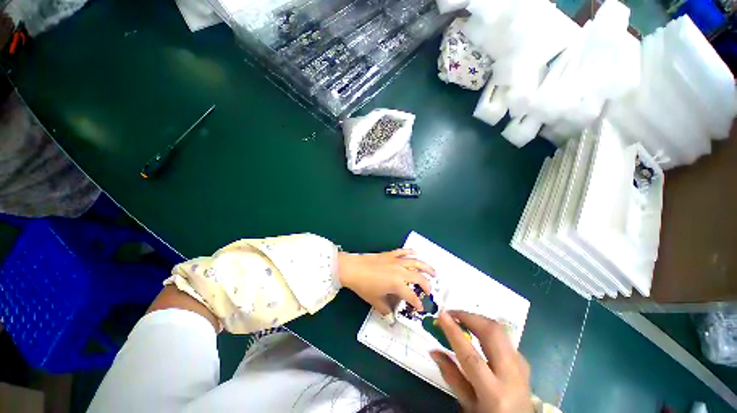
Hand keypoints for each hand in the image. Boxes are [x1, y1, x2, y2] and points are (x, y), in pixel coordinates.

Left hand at [337, 249, 434, 315]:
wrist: (353, 268)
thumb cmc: (363, 286)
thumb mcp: (374, 300)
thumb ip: (385, 309)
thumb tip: (391, 314)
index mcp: (397, 285)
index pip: (412, 296)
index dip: (418, 304)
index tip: (420, 308)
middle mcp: (400, 272)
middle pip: (419, 278)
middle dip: (427, 286)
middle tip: (430, 291)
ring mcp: (396, 261)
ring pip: (416, 262)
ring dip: (426, 267)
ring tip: (434, 272)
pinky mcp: (390, 254)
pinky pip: (403, 251)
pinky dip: (411, 251)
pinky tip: (416, 252)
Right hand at [430, 311, 533, 412]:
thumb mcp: (468, 404)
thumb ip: (451, 376)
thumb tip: (433, 350)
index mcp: (494, 393)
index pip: (471, 357)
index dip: (454, 333)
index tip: (441, 315)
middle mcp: (511, 376)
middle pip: (492, 334)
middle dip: (469, 317)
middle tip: (451, 314)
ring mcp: (521, 366)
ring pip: (500, 330)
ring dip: (478, 319)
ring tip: (461, 319)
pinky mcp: (523, 360)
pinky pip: (504, 336)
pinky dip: (487, 328)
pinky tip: (477, 331)